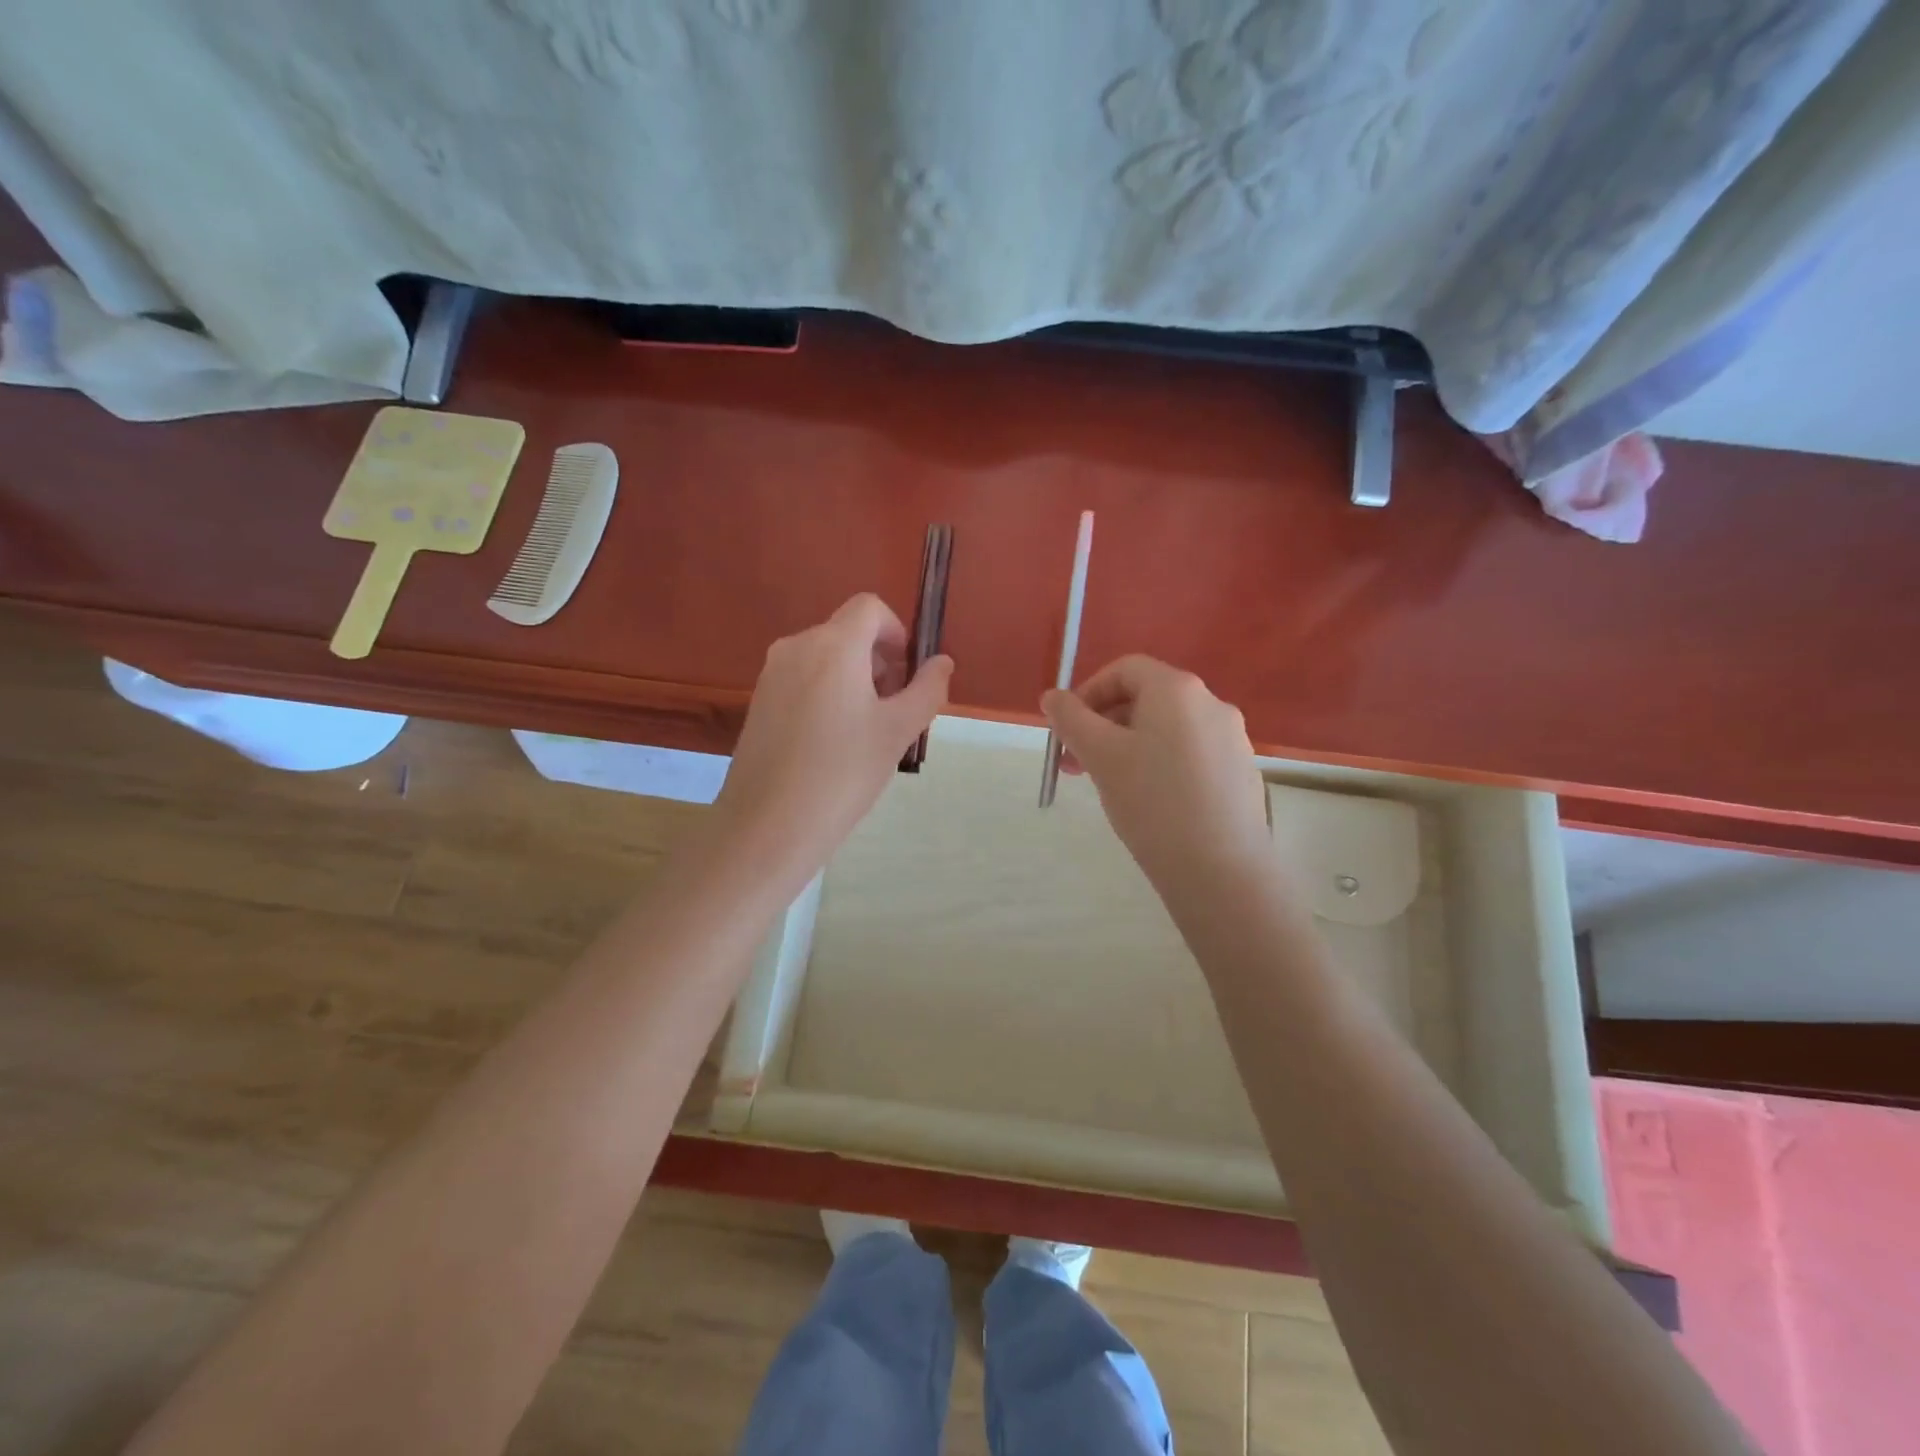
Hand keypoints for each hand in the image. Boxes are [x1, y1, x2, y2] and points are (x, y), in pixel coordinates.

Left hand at [716, 593, 952, 875]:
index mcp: (833, 645)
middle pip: (848, 633)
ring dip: (855, 679)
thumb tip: (942, 662)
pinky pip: (804, 680)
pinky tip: (833, 744)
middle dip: (879, 661)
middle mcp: (797, 647)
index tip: (907, 676)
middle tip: (894, 711)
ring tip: (866, 733)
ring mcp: (772, 674)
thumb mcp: (898, 731)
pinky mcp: (759, 701)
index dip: (897, 633)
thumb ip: (927, 689)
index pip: (870, 608)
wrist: (767, 827)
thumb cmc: (842, 774)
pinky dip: (828, 694)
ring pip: (826, 658)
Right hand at [1042, 656, 1269, 888]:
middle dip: (1104, 724)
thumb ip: (1071, 719)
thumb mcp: (1100, 757)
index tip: (1068, 730)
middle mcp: (1212, 703)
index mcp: (1177, 690)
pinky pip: (1190, 754)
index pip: (1125, 669)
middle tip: (1077, 764)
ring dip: (1128, 746)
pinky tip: (1149, 803)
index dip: (1088, 692)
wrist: (1220, 870)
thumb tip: (1052, 697)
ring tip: (1108, 785)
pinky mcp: (1241, 772)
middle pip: (1146, 698)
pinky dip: (1160, 764)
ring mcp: (1232, 739)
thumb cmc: (1152, 802)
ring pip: (1167, 729)